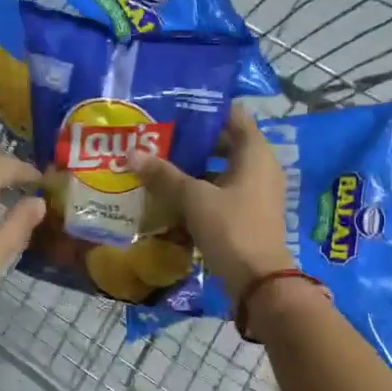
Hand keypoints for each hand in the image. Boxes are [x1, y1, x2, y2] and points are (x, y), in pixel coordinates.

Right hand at [129, 108, 294, 296]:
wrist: (259, 281)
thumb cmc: (231, 228)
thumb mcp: (194, 199)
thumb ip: (164, 175)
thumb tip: (131, 154)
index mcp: (255, 152)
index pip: (232, 114)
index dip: (204, 110)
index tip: (173, 109)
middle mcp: (260, 167)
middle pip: (223, 143)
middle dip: (190, 143)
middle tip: (157, 139)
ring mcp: (255, 192)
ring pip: (219, 171)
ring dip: (192, 170)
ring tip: (157, 166)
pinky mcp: (247, 215)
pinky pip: (220, 194)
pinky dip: (199, 193)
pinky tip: (171, 198)